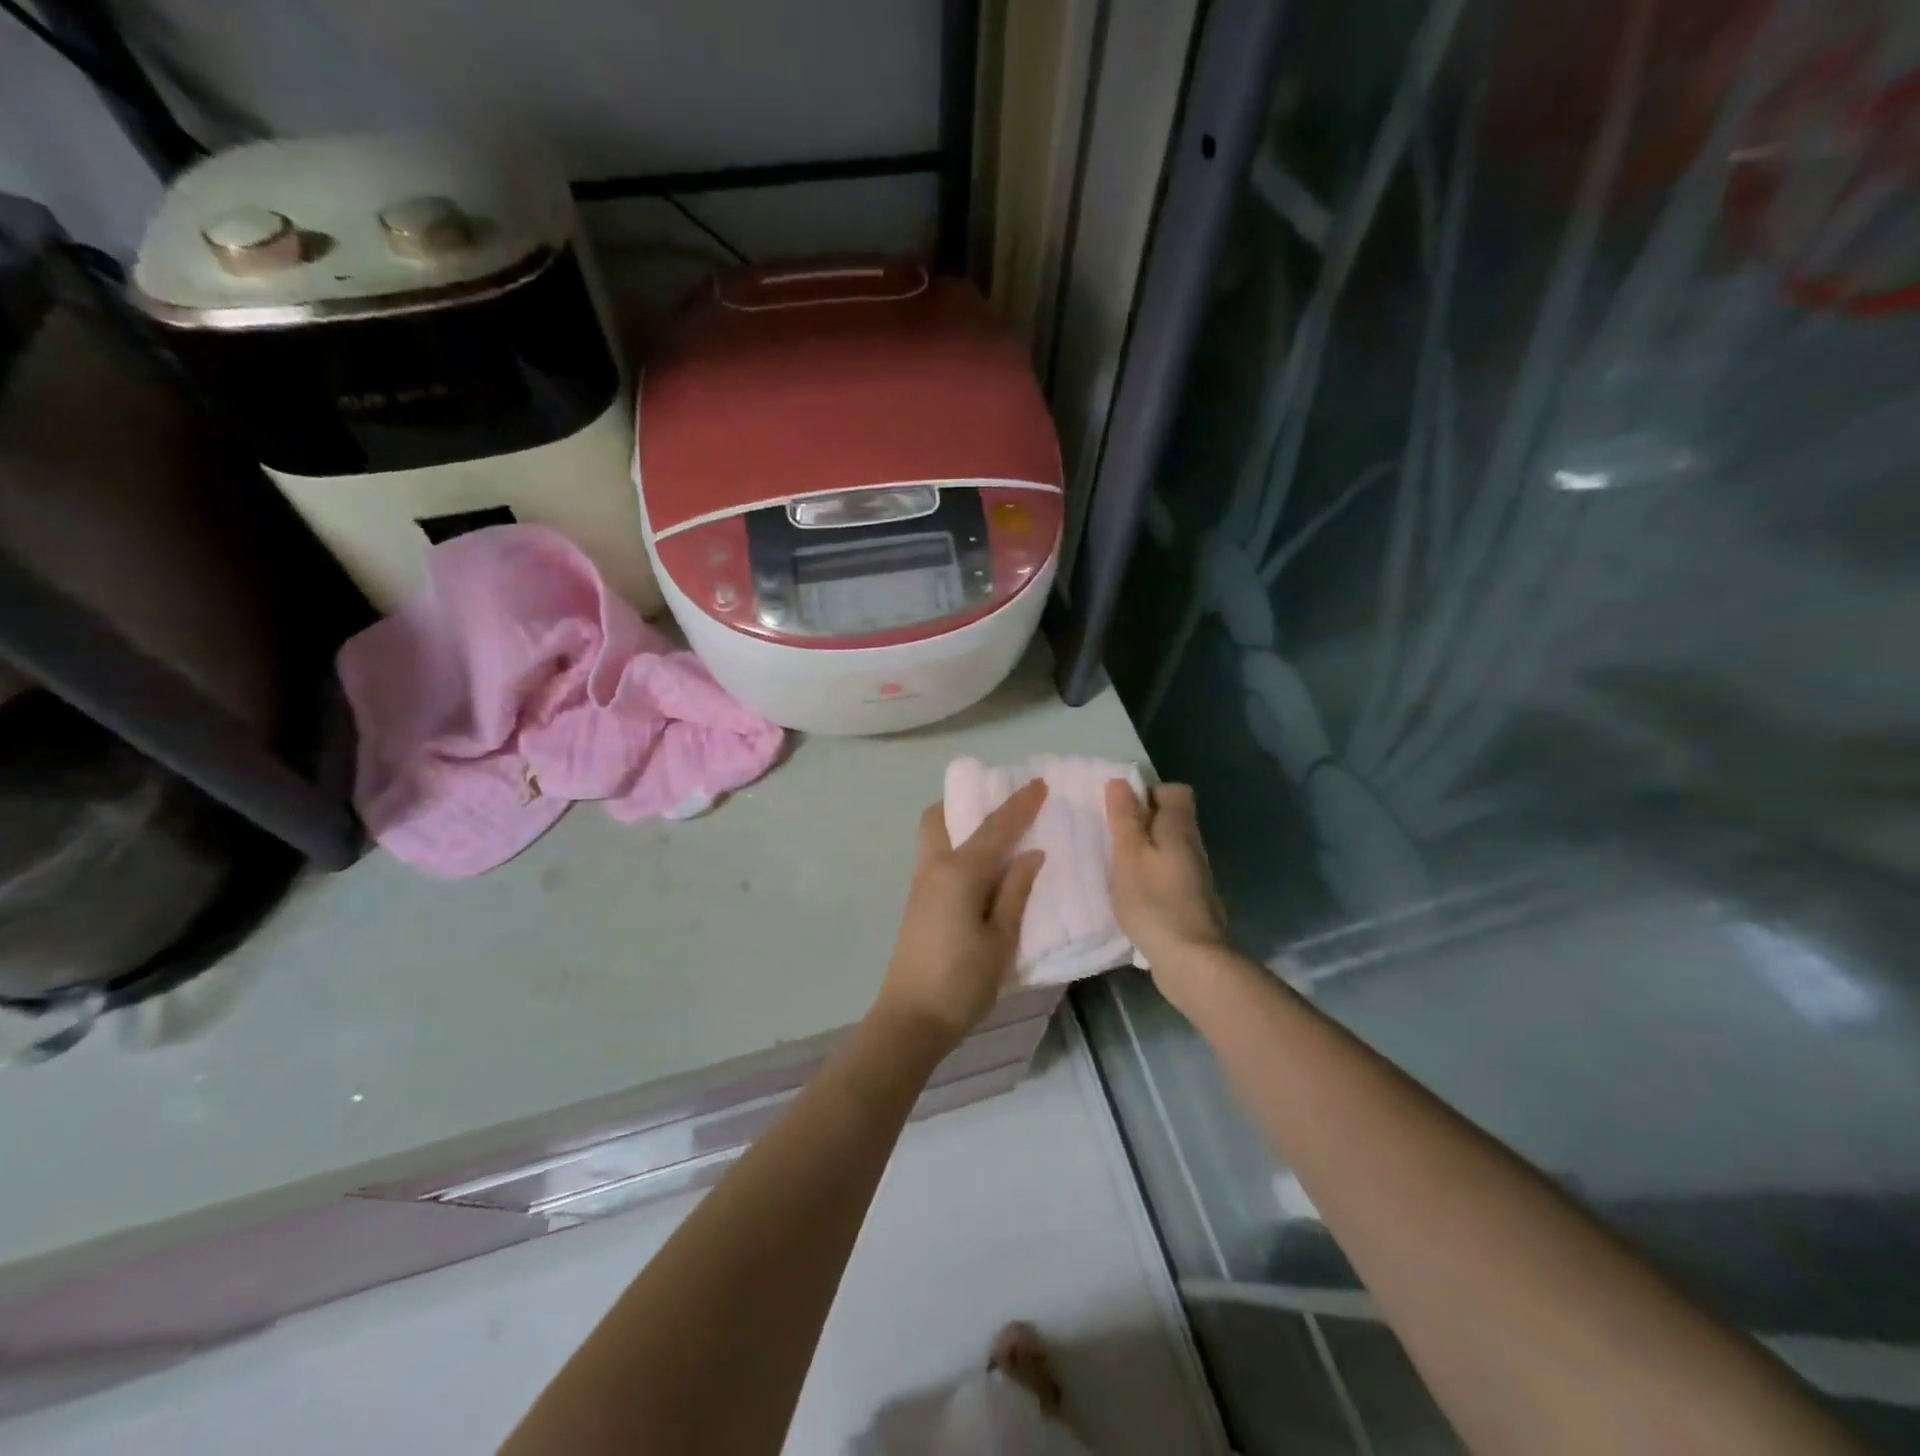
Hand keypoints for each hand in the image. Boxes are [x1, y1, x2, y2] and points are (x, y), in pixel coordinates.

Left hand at [876, 780, 1047, 1048]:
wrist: (911, 1019)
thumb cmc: (963, 982)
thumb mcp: (1001, 939)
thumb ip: (1015, 892)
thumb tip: (1031, 853)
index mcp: (960, 872)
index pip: (995, 828)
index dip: (1019, 804)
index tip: (1039, 783)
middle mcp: (934, 867)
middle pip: (941, 816)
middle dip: (967, 801)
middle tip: (1000, 805)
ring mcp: (921, 883)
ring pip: (935, 835)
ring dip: (960, 823)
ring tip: (995, 833)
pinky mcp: (917, 901)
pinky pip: (936, 856)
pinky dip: (956, 846)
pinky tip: (981, 866)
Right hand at [1106, 780, 1229, 997]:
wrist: (1192, 960)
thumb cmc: (1154, 901)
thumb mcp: (1129, 855)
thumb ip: (1125, 818)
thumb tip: (1121, 781)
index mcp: (1179, 828)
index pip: (1174, 791)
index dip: (1148, 792)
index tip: (1121, 809)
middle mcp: (1193, 846)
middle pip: (1170, 819)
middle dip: (1141, 822)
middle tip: (1111, 838)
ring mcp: (1194, 876)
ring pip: (1168, 848)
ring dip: (1143, 851)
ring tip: (1115, 866)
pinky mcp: (1190, 901)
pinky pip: (1168, 874)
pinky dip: (1150, 876)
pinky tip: (1131, 894)